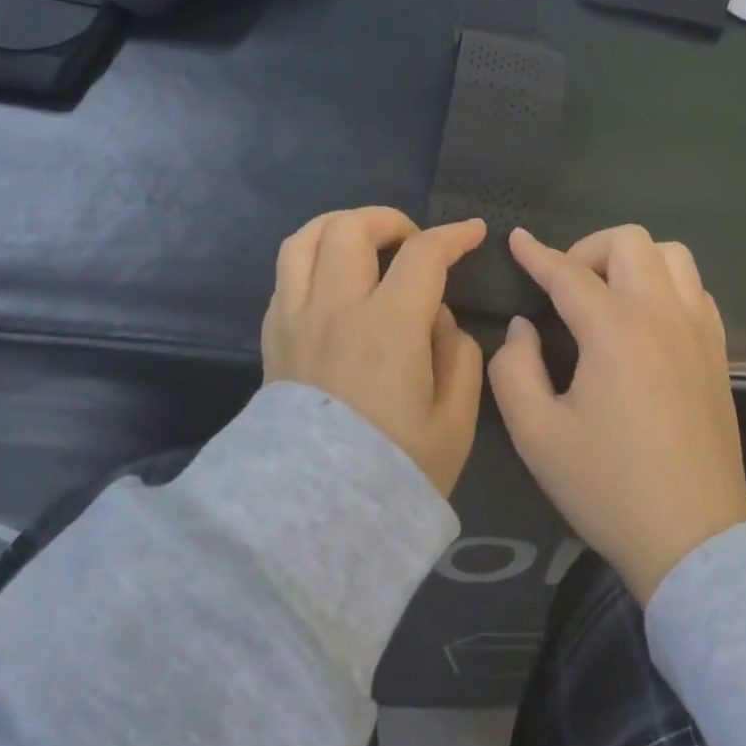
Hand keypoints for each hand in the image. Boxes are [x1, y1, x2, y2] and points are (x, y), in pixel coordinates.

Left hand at [262, 208, 486, 495]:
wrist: (307, 525)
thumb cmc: (391, 472)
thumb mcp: (454, 423)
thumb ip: (460, 357)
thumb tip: (439, 321)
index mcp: (388, 327)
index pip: (423, 254)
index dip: (453, 235)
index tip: (472, 232)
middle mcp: (336, 309)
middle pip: (352, 227)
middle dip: (390, 220)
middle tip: (412, 244)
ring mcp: (296, 320)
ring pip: (306, 239)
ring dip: (341, 227)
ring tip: (366, 245)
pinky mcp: (272, 338)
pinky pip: (287, 275)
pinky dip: (314, 261)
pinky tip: (335, 284)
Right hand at [489, 225, 745, 601]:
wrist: (693, 539)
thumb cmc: (608, 487)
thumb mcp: (537, 435)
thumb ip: (514, 368)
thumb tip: (524, 327)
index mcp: (615, 330)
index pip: (568, 272)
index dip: (537, 254)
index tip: (517, 239)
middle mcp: (661, 314)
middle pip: (630, 241)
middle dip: (589, 249)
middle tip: (568, 287)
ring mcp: (697, 328)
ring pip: (672, 254)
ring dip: (634, 260)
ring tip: (610, 295)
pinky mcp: (718, 349)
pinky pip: (695, 287)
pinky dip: (666, 284)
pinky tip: (647, 319)